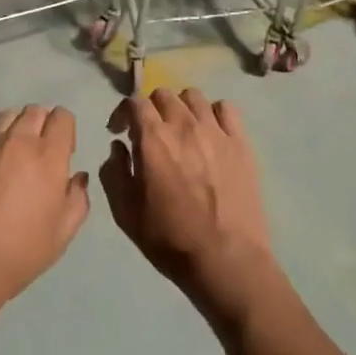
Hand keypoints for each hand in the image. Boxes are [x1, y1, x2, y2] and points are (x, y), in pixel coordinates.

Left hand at [0, 106, 90, 328]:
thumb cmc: (21, 252)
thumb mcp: (63, 233)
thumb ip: (78, 197)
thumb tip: (77, 177)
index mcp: (48, 156)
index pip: (62, 117)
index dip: (65, 131)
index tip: (62, 152)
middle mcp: (16, 140)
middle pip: (34, 111)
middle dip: (41, 126)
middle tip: (36, 153)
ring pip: (5, 117)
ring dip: (13, 129)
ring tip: (8, 154)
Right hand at [101, 89, 277, 323]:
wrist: (225, 259)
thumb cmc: (170, 239)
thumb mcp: (126, 213)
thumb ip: (115, 172)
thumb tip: (118, 147)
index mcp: (153, 139)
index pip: (134, 102)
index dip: (123, 113)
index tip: (120, 131)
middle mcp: (183, 125)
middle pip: (163, 94)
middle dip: (151, 109)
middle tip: (150, 133)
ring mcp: (216, 131)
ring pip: (194, 96)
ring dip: (181, 107)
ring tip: (181, 129)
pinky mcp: (241, 143)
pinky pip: (226, 109)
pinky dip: (214, 113)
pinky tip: (211, 133)